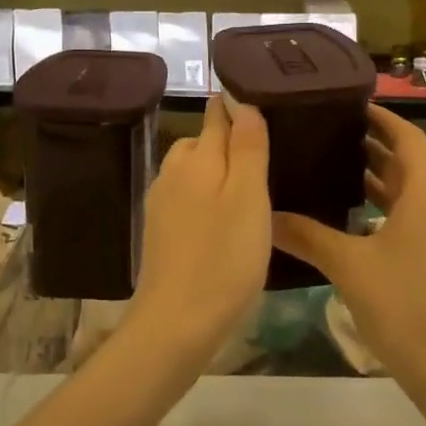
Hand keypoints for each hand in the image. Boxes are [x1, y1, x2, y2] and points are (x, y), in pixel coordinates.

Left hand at [127, 95, 271, 366]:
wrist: (175, 324)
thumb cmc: (223, 259)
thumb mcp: (248, 198)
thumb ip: (247, 147)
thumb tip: (242, 101)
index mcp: (197, 158)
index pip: (217, 115)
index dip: (238, 106)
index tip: (264, 103)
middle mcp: (173, 172)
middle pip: (201, 140)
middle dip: (227, 140)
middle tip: (266, 154)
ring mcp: (161, 202)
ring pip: (191, 169)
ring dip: (215, 170)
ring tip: (248, 188)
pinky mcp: (159, 230)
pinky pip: (185, 196)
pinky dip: (204, 196)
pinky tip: (222, 218)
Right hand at [272, 105, 425, 385]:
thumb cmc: (403, 305)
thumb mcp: (349, 265)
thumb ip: (307, 236)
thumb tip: (266, 215)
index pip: (408, 138)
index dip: (383, 119)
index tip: (352, 106)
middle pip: (411, 163)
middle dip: (375, 147)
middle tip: (332, 135)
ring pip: (414, 193)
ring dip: (381, 179)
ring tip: (336, 168)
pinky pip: (417, 217)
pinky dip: (389, 209)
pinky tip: (355, 219)